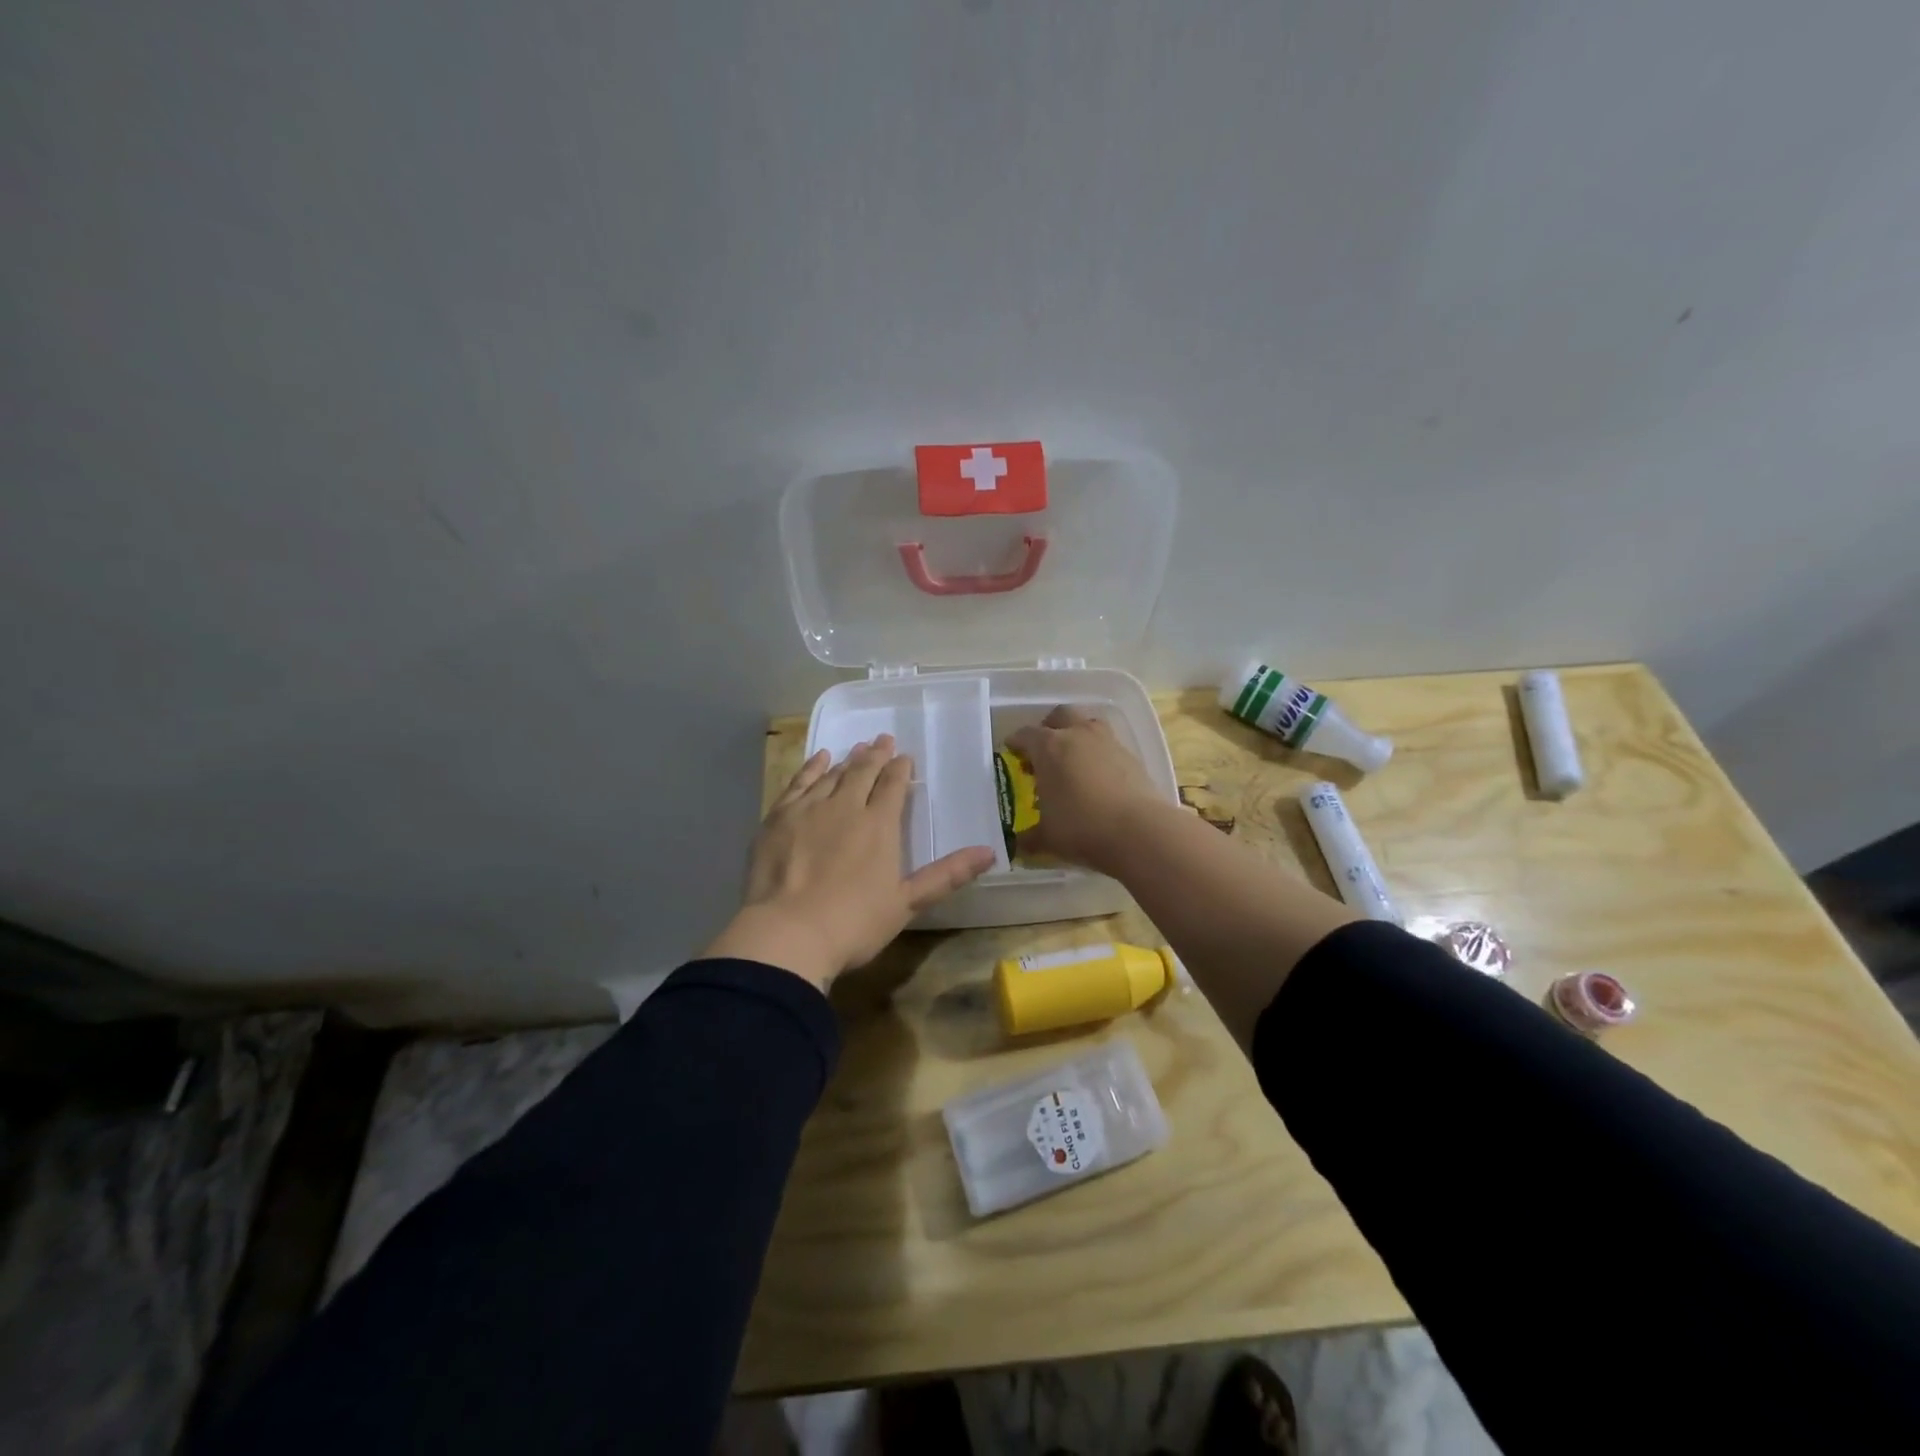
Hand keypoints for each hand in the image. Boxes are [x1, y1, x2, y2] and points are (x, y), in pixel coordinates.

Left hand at [704, 736, 996, 990]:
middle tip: (882, 740)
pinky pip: (799, 783)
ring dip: (847, 760)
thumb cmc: (854, 923)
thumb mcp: (907, 902)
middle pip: (863, 772)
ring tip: (856, 749)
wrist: (788, 934)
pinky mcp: (778, 818)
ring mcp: (809, 809)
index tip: (904, 757)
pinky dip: (811, 768)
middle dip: (875, 755)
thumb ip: (947, 874)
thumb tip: (990, 852)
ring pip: (832, 775)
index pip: (893, 786)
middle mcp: (846, 807)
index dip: (900, 769)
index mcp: (879, 825)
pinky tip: (819, 760)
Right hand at [1006, 706, 1166, 872]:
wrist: (1139, 831)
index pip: (1025, 735)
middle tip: (1044, 749)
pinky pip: (1110, 746)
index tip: (1012, 752)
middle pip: (1060, 715)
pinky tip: (1099, 778)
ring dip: (1078, 735)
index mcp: (1049, 747)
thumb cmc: (1081, 827)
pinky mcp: (1132, 756)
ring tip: (1074, 760)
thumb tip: (1019, 843)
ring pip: (1089, 725)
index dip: (1016, 743)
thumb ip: (1030, 836)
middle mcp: (1078, 735)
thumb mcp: (1047, 837)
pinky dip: (1100, 756)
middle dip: (1049, 727)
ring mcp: (1108, 742)